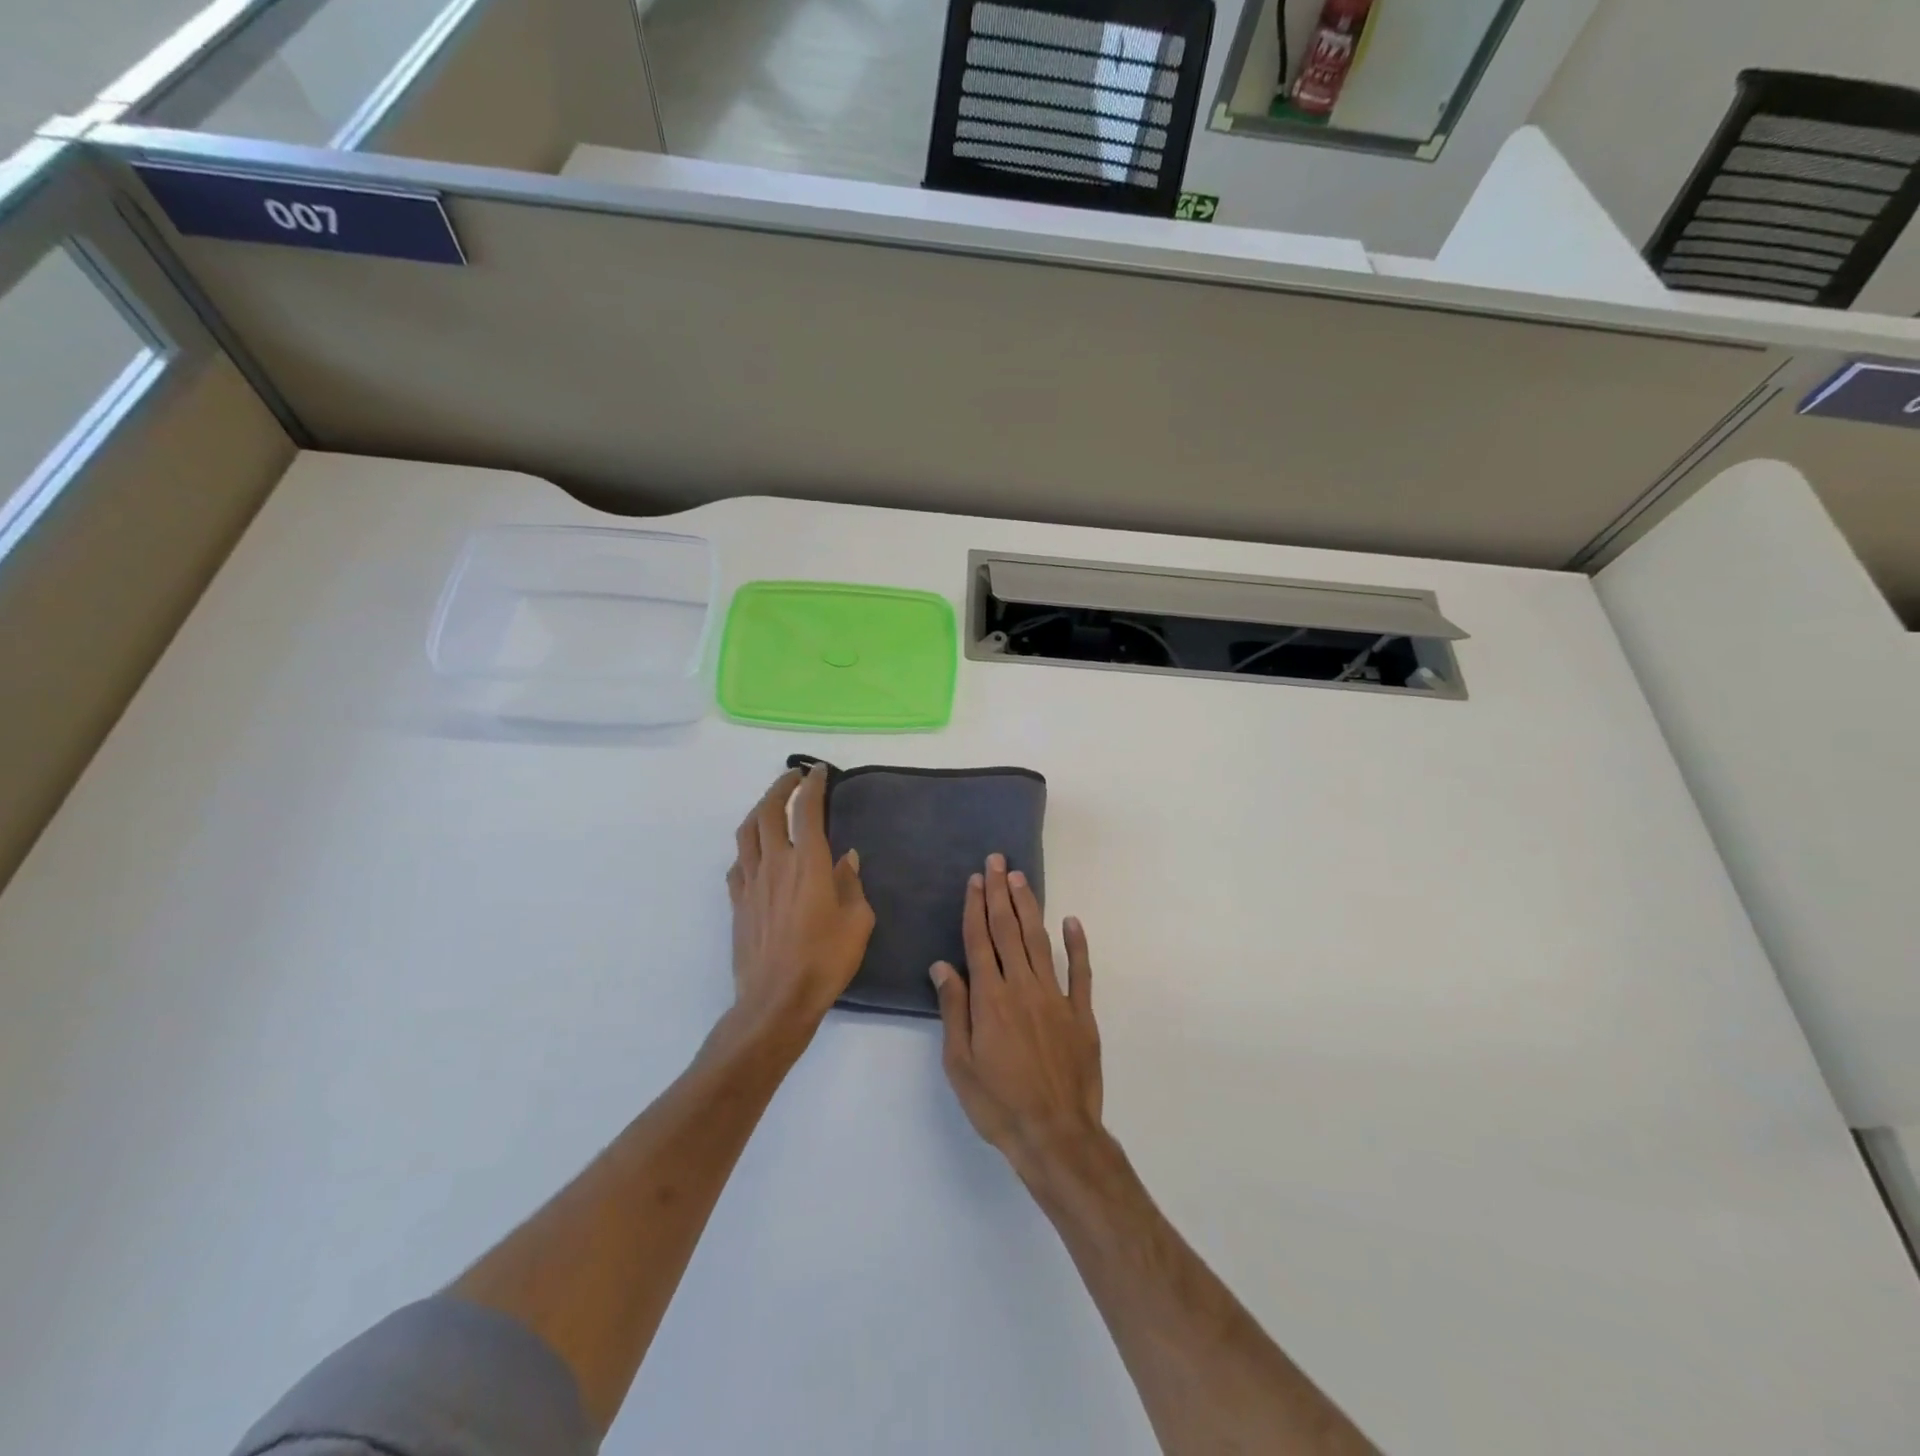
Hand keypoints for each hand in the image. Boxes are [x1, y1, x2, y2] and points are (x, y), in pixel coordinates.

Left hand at [724, 765, 874, 1043]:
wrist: (776, 1000)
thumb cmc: (825, 960)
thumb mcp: (857, 921)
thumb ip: (851, 884)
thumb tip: (846, 858)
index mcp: (808, 862)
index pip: (806, 809)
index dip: (812, 785)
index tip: (819, 771)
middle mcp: (775, 863)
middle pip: (768, 811)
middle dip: (780, 787)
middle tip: (794, 777)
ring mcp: (751, 883)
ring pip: (746, 833)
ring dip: (758, 810)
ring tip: (771, 806)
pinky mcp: (737, 903)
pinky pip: (738, 864)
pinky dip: (747, 848)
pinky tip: (756, 854)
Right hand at [930, 854, 1103, 1182]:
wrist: (1055, 1135)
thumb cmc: (998, 1103)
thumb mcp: (960, 1063)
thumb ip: (954, 1010)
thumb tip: (943, 966)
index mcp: (990, 998)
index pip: (980, 941)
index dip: (976, 907)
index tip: (975, 879)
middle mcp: (1022, 987)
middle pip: (1008, 931)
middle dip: (1000, 893)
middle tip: (997, 861)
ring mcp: (1055, 997)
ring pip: (1039, 941)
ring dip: (1029, 907)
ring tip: (1020, 879)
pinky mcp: (1081, 1013)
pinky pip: (1080, 972)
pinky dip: (1077, 944)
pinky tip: (1072, 921)